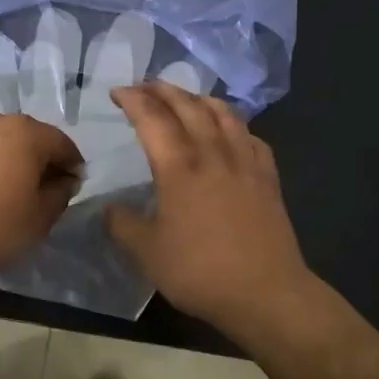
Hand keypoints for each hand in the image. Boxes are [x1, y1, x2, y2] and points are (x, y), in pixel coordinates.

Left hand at [0, 113, 81, 285]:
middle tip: (41, 188)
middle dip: (38, 158)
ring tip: (4, 188)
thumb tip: (65, 180)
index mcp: (25, 132)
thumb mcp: (41, 218)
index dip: (72, 164)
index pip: (61, 143)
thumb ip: (60, 192)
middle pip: (27, 136)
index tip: (73, 185)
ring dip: (6, 158)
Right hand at [106, 83, 312, 334]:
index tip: (117, 92)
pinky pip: (252, 138)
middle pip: (189, 107)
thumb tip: (110, 209)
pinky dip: (235, 125)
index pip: (152, 119)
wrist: (266, 293)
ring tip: (187, 98)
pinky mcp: (268, 180)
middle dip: (164, 90)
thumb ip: (123, 226)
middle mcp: (213, 155)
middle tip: (146, 85)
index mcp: (179, 169)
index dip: (133, 100)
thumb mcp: (147, 254)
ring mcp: (246, 164)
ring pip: (225, 115)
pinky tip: (232, 133)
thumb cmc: (200, 272)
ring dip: (201, 99)